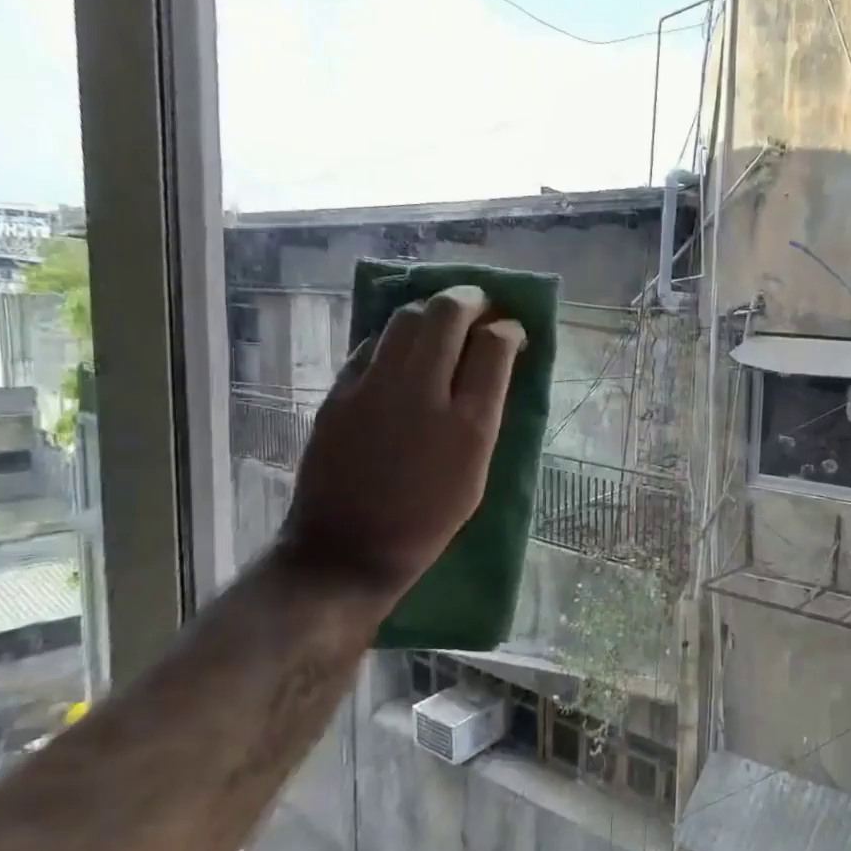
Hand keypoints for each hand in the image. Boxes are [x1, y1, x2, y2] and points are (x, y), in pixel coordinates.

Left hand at [280, 286, 524, 600]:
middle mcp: (422, 394)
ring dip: (432, 311)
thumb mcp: (476, 474)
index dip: (508, 328)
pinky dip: (396, 338)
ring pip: (405, 318)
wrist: (347, 550)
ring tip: (443, 322)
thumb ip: (485, 415)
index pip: (494, 346)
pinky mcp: (339, 393)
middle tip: (481, 307)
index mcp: (468, 424)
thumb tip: (493, 369)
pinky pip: (372, 345)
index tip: (512, 330)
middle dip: (472, 300)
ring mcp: (373, 389)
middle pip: (447, 314)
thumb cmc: (427, 522)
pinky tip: (404, 351)